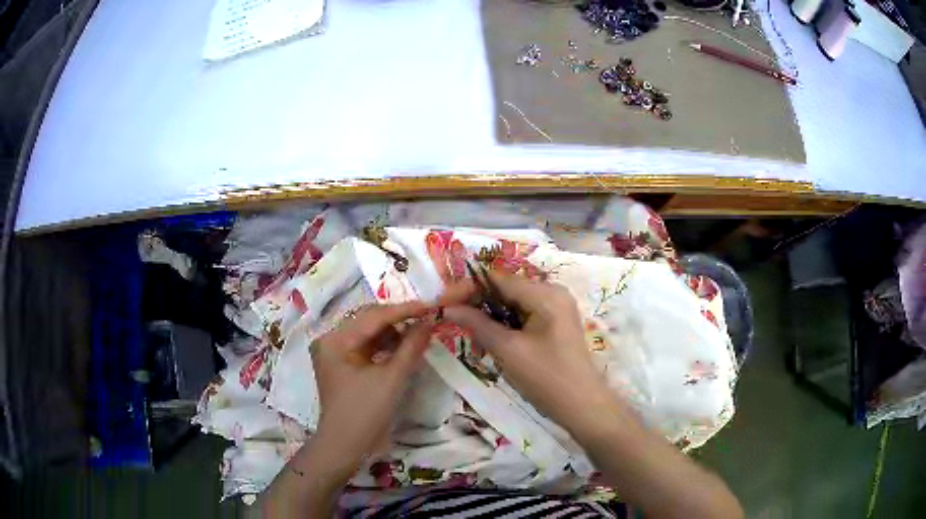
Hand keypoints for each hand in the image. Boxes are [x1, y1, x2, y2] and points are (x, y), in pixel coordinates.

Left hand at [311, 302, 434, 460]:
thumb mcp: (391, 379)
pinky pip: (369, 348)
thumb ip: (411, 347)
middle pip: (369, 321)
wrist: (347, 448)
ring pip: (371, 334)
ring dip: (395, 333)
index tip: (431, 305)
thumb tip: (429, 321)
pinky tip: (407, 346)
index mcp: (335, 340)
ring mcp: (337, 354)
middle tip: (429, 317)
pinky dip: (388, 347)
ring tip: (421, 331)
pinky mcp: (346, 366)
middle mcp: (332, 341)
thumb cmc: (365, 413)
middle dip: (399, 320)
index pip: (373, 317)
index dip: (404, 310)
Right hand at [443, 272, 614, 433]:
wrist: (582, 406)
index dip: (469, 288)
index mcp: (546, 294)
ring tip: (474, 339)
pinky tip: (493, 342)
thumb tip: (449, 307)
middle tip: (455, 322)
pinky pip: (524, 315)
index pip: (499, 279)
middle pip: (507, 289)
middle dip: (479, 305)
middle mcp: (553, 293)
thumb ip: (478, 324)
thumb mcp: (507, 350)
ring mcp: (557, 308)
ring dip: (491, 318)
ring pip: (513, 304)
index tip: (445, 301)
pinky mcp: (556, 323)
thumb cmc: (545, 377)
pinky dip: (506, 326)